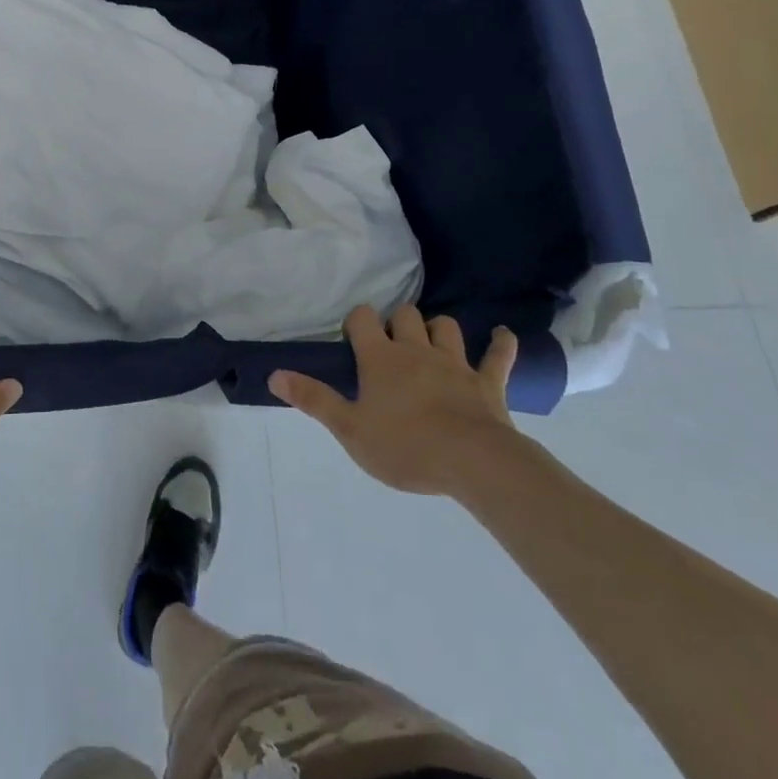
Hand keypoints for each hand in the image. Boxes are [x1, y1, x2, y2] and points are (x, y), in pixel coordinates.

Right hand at [268, 304, 519, 498]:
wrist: (474, 463)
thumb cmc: (405, 447)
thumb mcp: (349, 429)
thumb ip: (313, 400)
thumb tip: (274, 374)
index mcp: (381, 358)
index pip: (362, 319)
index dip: (356, 321)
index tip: (353, 337)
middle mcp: (417, 350)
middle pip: (406, 315)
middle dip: (398, 322)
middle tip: (391, 344)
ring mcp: (456, 363)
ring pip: (446, 327)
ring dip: (438, 329)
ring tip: (432, 341)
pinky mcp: (488, 383)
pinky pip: (498, 355)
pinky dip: (501, 343)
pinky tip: (503, 335)